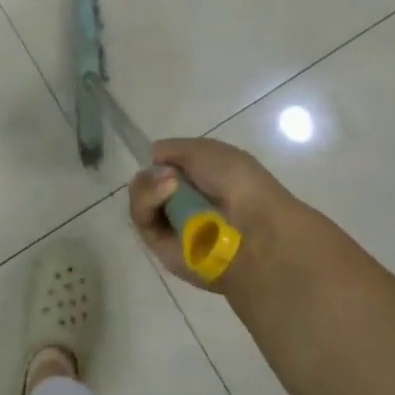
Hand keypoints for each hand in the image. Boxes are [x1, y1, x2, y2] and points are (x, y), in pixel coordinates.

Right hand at [129, 137, 301, 291]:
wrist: (253, 230)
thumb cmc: (237, 182)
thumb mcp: (206, 150)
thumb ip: (172, 149)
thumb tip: (153, 160)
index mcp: (202, 179)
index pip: (166, 166)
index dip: (160, 160)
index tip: (159, 156)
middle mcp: (185, 201)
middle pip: (148, 180)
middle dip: (152, 172)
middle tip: (168, 173)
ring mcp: (171, 223)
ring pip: (141, 197)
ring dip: (148, 184)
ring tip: (168, 183)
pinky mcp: (159, 245)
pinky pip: (141, 217)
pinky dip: (147, 199)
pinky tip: (165, 191)